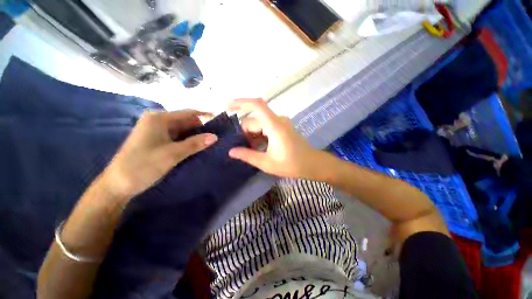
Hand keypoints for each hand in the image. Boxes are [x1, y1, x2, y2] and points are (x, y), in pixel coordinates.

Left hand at [100, 110, 217, 199]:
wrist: (117, 185)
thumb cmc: (143, 165)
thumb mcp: (172, 154)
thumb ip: (195, 144)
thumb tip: (215, 136)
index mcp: (159, 118)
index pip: (188, 113)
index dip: (205, 115)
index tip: (220, 121)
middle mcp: (157, 120)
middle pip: (185, 121)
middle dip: (201, 128)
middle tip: (217, 136)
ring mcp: (155, 130)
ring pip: (182, 130)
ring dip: (195, 135)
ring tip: (210, 142)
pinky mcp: (155, 140)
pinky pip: (176, 137)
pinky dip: (187, 141)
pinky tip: (197, 147)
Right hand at [228, 98, 324, 178]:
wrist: (312, 164)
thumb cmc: (291, 164)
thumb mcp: (267, 163)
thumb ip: (248, 156)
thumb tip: (231, 151)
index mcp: (274, 126)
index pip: (257, 105)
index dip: (240, 102)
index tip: (227, 107)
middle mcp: (278, 120)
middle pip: (254, 120)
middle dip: (246, 133)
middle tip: (244, 149)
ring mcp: (281, 123)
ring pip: (259, 124)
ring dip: (253, 135)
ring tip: (253, 150)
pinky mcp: (282, 127)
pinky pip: (266, 127)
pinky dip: (259, 135)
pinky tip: (260, 147)